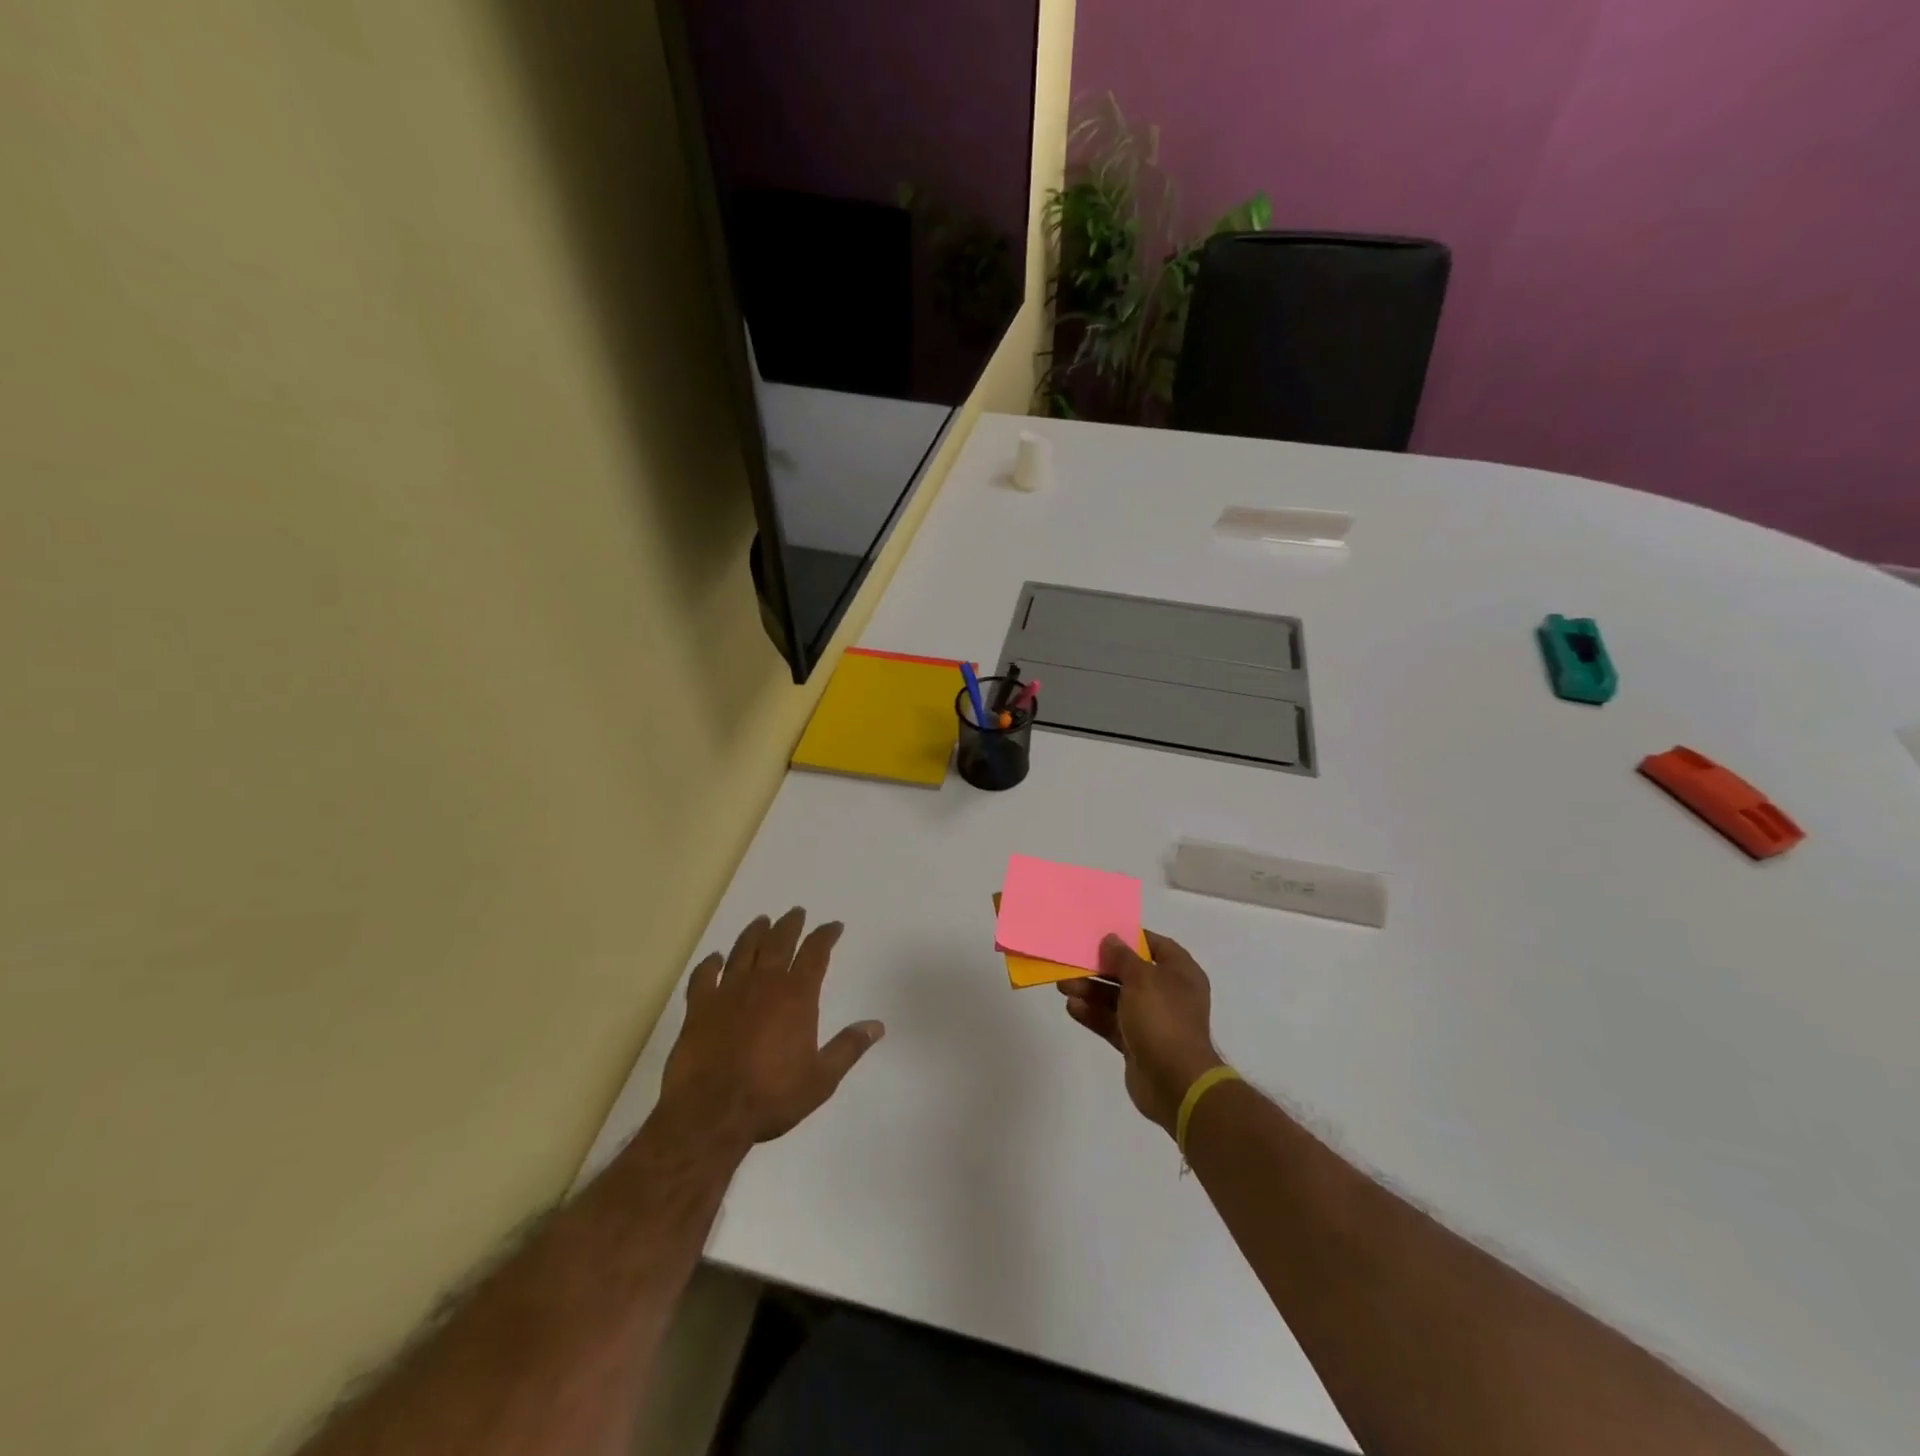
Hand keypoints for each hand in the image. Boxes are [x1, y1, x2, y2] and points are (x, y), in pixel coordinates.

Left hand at [658, 908, 883, 1149]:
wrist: (711, 1113)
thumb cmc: (772, 1096)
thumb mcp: (821, 1079)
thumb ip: (848, 1048)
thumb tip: (877, 1025)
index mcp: (796, 995)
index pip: (816, 953)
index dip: (826, 936)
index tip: (834, 926)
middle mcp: (764, 983)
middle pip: (779, 942)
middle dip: (791, 925)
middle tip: (797, 912)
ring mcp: (728, 992)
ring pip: (744, 950)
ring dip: (755, 933)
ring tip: (762, 921)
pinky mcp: (699, 1007)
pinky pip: (704, 976)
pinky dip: (711, 964)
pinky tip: (715, 958)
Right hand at [1058, 930, 1223, 1136]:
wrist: (1175, 1083)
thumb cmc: (1163, 1019)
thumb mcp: (1142, 979)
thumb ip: (1123, 957)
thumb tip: (1111, 939)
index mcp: (1180, 974)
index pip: (1156, 946)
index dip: (1131, 938)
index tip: (1104, 934)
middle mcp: (1169, 994)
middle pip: (1130, 973)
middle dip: (1101, 968)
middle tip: (1073, 962)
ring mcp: (1153, 1020)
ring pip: (1117, 999)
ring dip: (1091, 991)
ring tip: (1063, 986)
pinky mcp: (1137, 1043)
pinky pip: (1112, 1022)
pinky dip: (1093, 1014)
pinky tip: (1072, 1008)